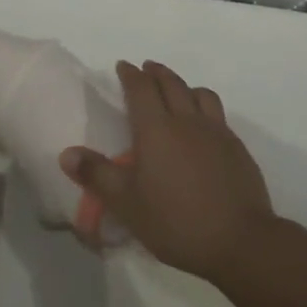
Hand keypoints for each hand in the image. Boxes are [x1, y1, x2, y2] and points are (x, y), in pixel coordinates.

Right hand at [60, 61, 275, 283]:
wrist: (239, 239)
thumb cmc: (175, 220)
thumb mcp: (126, 203)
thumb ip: (97, 175)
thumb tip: (67, 153)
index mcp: (157, 129)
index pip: (141, 89)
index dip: (131, 74)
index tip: (123, 66)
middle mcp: (187, 121)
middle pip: (172, 84)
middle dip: (156, 72)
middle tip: (147, 68)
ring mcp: (217, 132)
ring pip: (200, 94)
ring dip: (184, 85)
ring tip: (178, 90)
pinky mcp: (237, 147)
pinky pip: (218, 114)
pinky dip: (205, 107)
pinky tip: (204, 125)